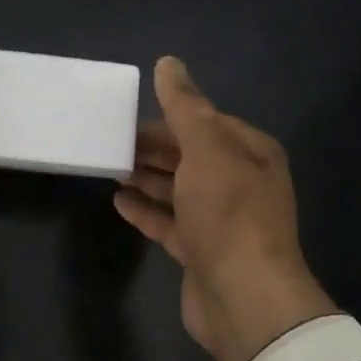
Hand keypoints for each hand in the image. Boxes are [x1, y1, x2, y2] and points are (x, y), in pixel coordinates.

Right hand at [114, 56, 337, 360]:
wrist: (243, 298)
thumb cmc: (227, 212)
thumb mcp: (206, 148)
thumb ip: (184, 106)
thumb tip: (168, 62)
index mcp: (250, 153)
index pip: (206, 122)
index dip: (169, 116)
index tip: (130, 115)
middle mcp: (239, 183)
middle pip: (189, 155)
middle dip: (153, 147)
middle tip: (112, 141)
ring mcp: (220, 220)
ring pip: (177, 189)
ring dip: (146, 177)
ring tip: (110, 167)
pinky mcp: (200, 251)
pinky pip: (168, 222)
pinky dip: (145, 210)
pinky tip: (118, 202)